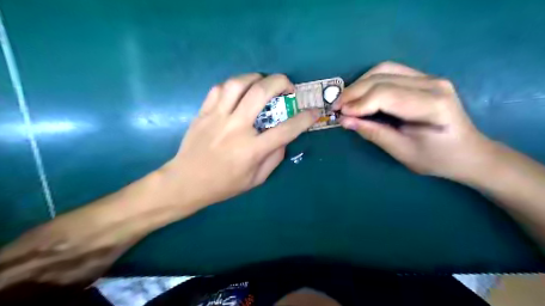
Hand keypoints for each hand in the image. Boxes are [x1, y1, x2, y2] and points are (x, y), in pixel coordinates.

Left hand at [166, 74, 319, 208]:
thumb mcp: (255, 180)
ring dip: (256, 78)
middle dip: (281, 82)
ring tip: (263, 83)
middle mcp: (236, 128)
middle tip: (288, 87)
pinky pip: (219, 89)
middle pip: (261, 93)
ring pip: (238, 84)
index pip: (286, 130)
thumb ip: (274, 158)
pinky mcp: (203, 112)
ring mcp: (217, 117)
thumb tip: (284, 138)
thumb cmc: (223, 185)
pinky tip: (240, 91)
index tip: (313, 111)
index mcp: (251, 150)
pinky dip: (234, 85)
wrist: (186, 182)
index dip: (304, 119)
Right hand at [334, 62, 496, 181]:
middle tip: (336, 107)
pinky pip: (390, 72)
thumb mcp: (403, 152)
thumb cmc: (438, 158)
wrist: (469, 152)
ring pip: (384, 69)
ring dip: (360, 83)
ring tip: (345, 101)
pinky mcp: (423, 79)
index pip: (386, 94)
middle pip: (382, 76)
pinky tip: (360, 95)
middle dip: (354, 91)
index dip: (358, 103)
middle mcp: (432, 83)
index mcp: (432, 105)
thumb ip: (374, 133)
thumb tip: (345, 120)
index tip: (339, 114)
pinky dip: (370, 82)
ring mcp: (429, 77)